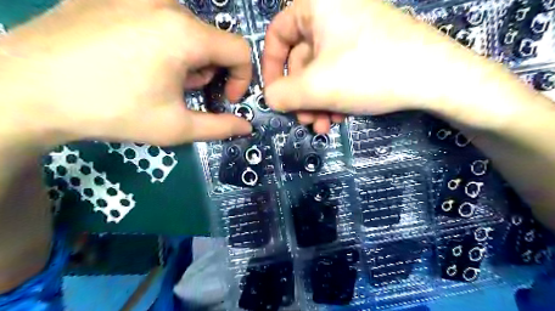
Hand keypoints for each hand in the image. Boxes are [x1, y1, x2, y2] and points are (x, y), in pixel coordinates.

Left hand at [0, 0, 252, 146]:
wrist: (25, 89)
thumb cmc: (112, 111)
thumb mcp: (176, 127)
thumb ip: (220, 127)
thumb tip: (246, 127)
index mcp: (185, 34)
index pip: (240, 50)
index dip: (241, 78)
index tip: (225, 99)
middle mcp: (165, 3)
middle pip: (213, 41)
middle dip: (209, 72)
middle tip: (184, 93)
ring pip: (188, 29)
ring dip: (188, 59)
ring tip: (160, 79)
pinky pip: (159, 18)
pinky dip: (164, 42)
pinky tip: (137, 60)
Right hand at [263, 0, 496, 131]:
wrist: (437, 79)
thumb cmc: (369, 73)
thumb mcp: (316, 87)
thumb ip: (282, 94)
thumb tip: (268, 98)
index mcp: (318, 7)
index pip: (277, 33)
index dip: (271, 66)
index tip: (273, 93)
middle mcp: (334, 14)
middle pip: (301, 60)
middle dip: (300, 96)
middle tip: (305, 120)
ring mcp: (353, 34)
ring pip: (320, 72)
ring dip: (317, 102)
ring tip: (324, 125)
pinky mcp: (367, 51)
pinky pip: (339, 74)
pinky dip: (334, 97)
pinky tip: (340, 117)